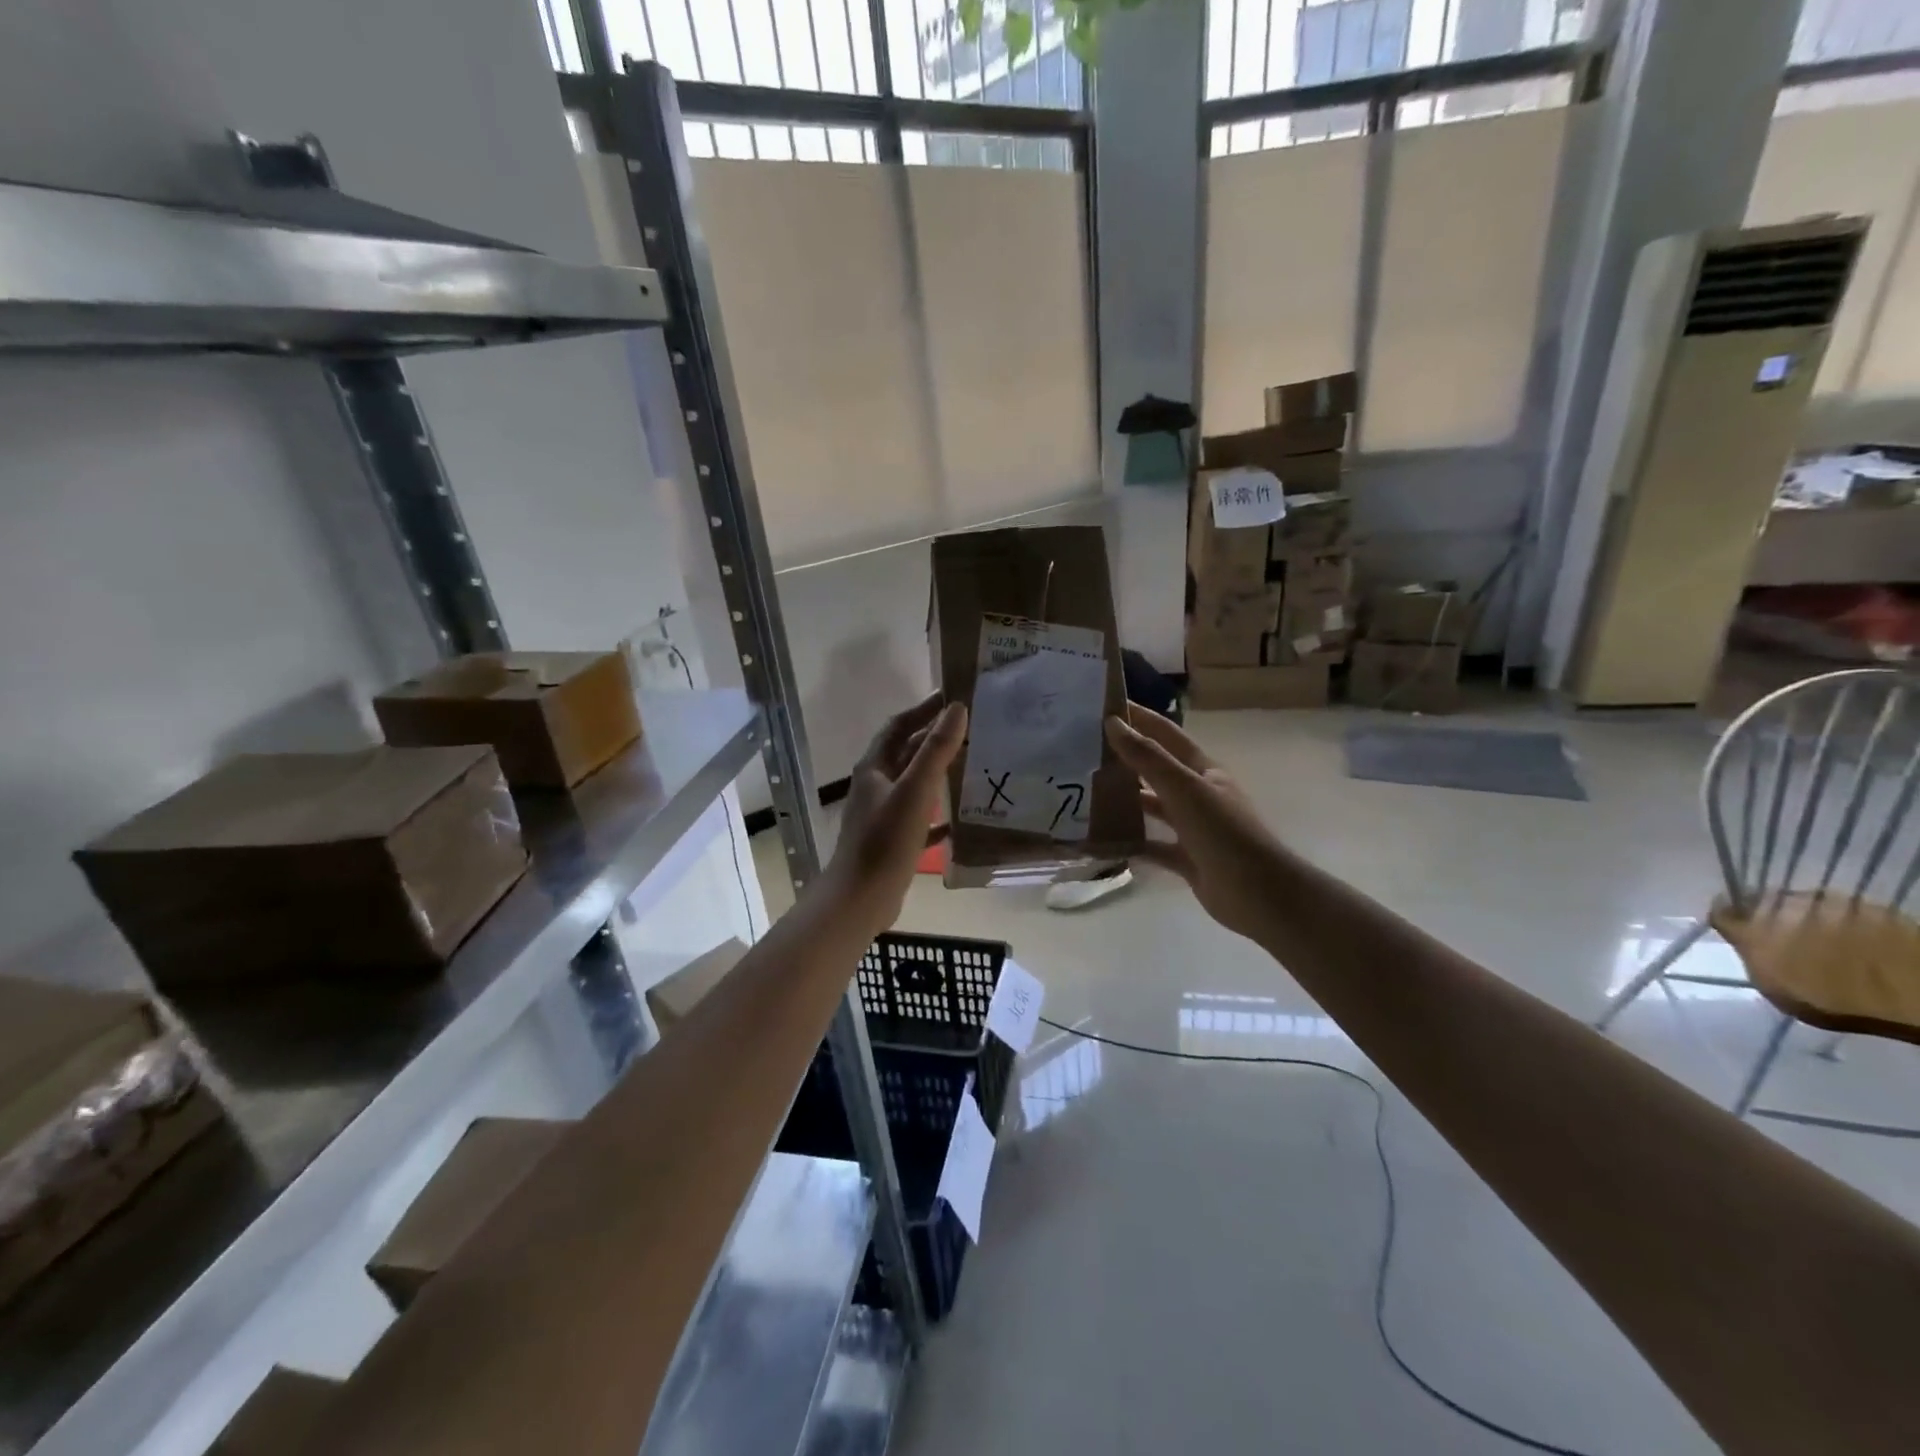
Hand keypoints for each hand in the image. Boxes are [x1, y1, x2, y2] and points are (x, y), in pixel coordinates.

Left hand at [823, 693, 967, 934]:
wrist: (860, 899)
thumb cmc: (885, 842)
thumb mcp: (915, 791)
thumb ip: (936, 750)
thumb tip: (956, 709)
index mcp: (874, 769)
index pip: (898, 726)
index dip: (923, 710)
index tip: (951, 697)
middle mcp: (875, 786)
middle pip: (905, 753)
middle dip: (933, 738)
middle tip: (969, 728)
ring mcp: (882, 815)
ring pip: (913, 784)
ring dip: (937, 772)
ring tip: (969, 764)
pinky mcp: (892, 841)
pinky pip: (919, 819)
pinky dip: (937, 814)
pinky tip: (959, 819)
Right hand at [1104, 708, 1286, 943]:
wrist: (1260, 894)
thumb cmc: (1225, 833)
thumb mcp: (1185, 789)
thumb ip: (1148, 758)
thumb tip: (1113, 723)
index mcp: (1203, 770)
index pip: (1166, 734)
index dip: (1140, 718)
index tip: (1104, 706)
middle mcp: (1197, 794)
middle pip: (1156, 770)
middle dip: (1125, 758)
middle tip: (1083, 750)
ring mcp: (1192, 828)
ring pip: (1152, 807)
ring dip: (1124, 799)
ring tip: (1085, 791)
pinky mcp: (1186, 858)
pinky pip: (1151, 845)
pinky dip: (1130, 841)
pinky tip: (1101, 839)